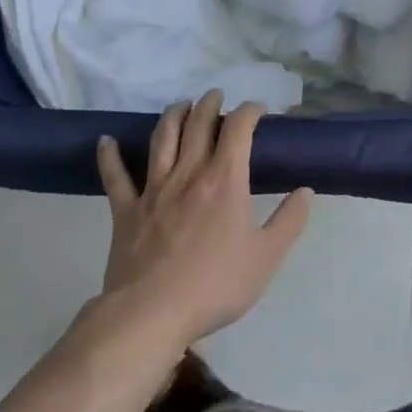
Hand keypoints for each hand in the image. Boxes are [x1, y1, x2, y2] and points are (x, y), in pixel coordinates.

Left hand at [96, 91, 312, 344]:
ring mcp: (154, 189)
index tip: (258, 110)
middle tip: (217, 97)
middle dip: (211, 104)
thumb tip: (305, 192)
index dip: (249, 111)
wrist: (151, 314)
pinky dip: (110, 155)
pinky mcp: (126, 210)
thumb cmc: (215, 285)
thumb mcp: (267, 257)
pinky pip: (115, 176)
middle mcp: (190, 173)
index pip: (239, 128)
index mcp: (226, 180)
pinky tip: (106, 140)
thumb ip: (289, 221)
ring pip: (163, 139)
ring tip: (181, 105)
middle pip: (199, 124)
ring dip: (173, 115)